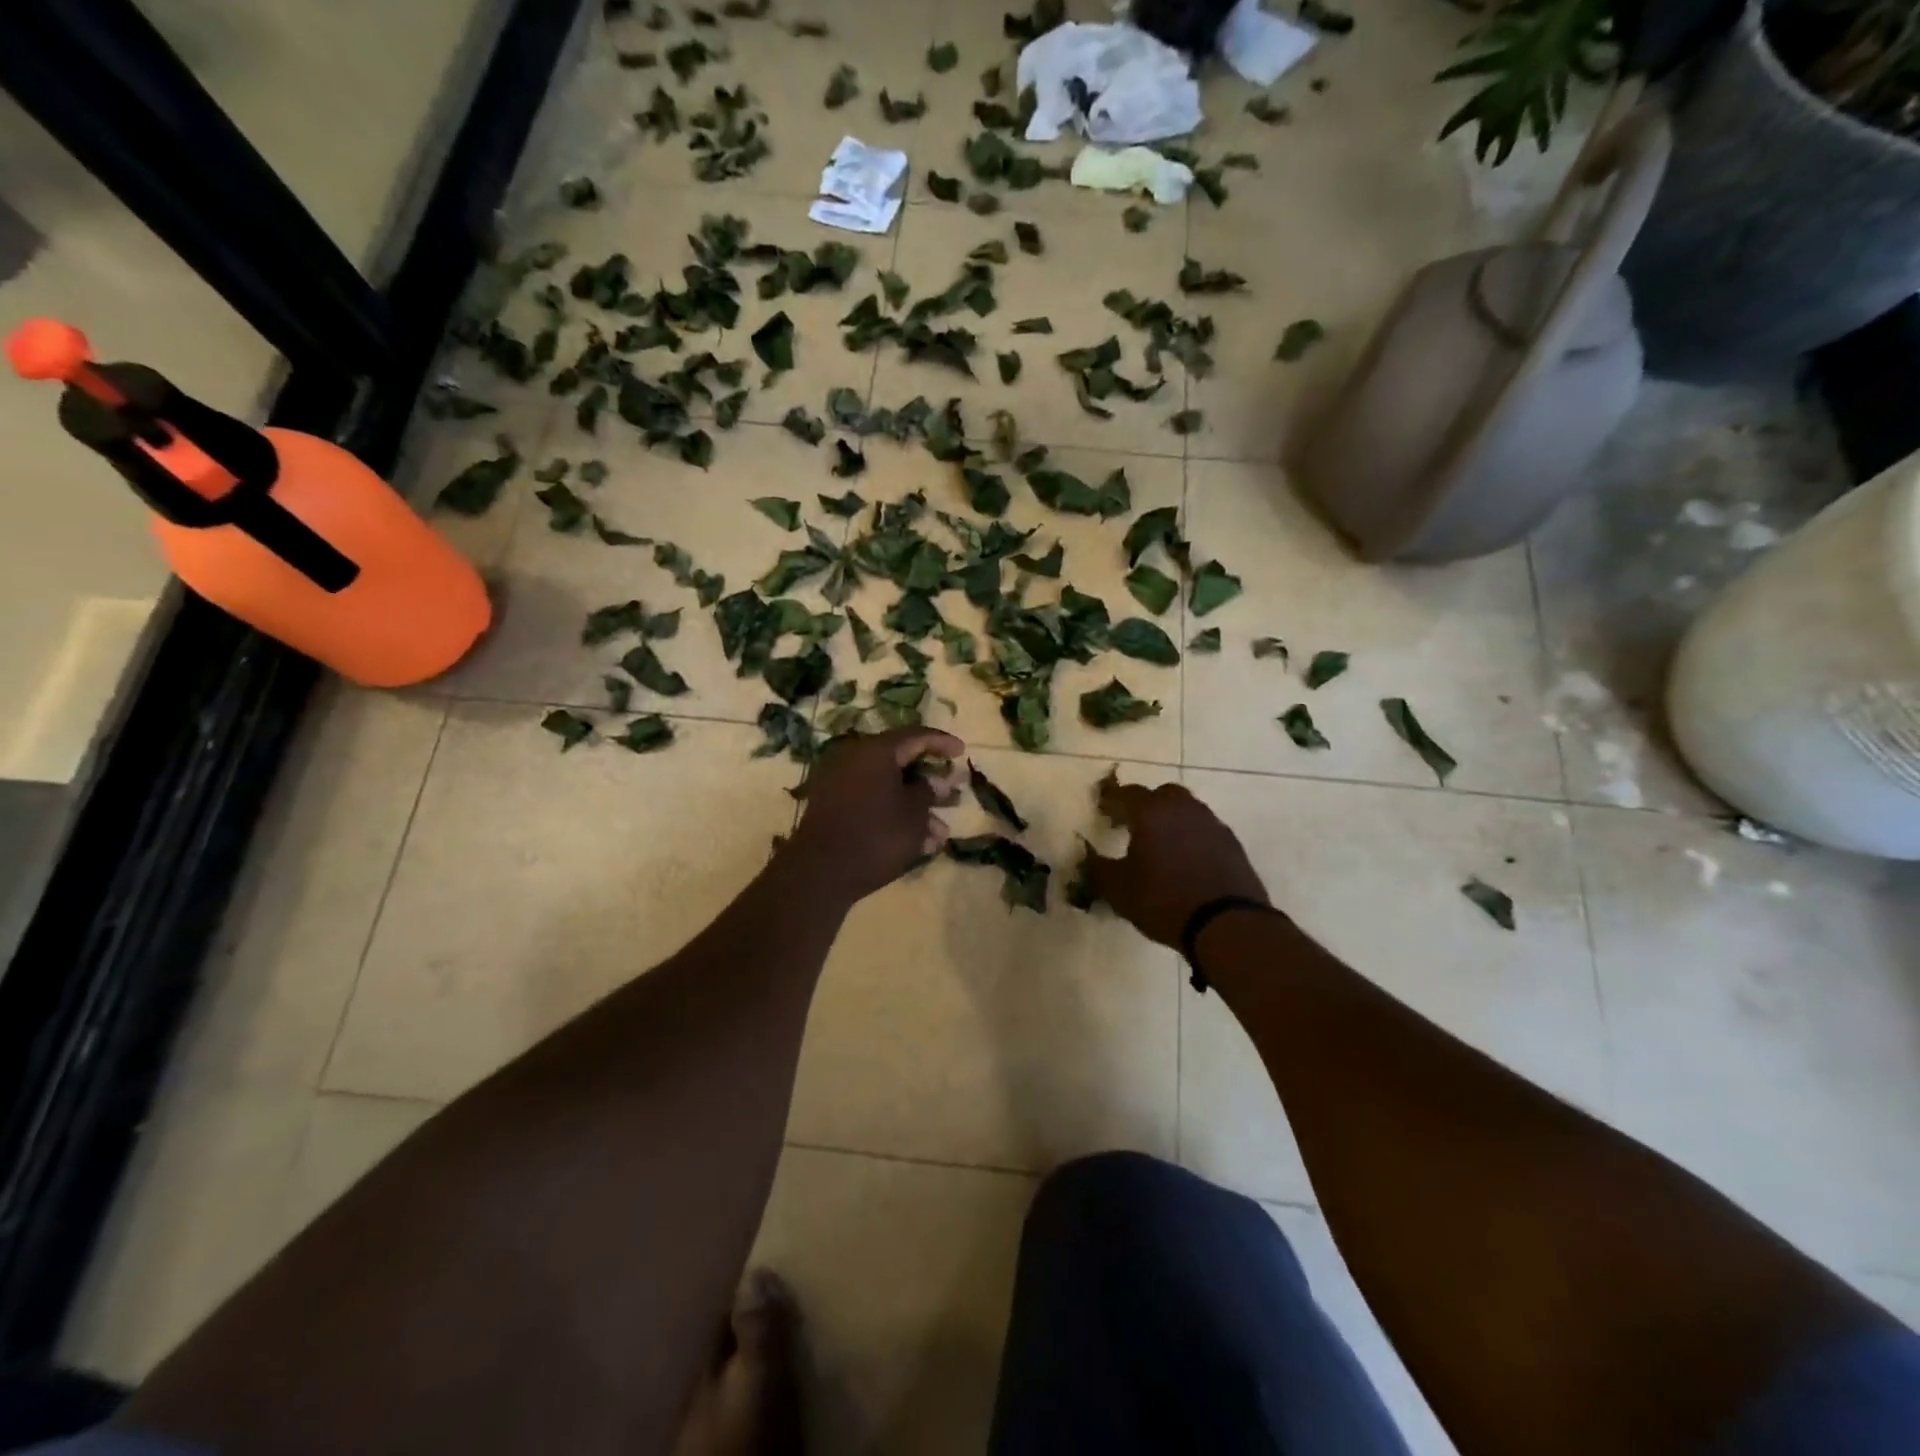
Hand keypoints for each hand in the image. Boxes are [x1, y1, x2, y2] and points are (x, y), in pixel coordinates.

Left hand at [785, 728, 963, 904]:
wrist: (821, 873)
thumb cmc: (876, 836)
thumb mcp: (913, 814)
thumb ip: (928, 791)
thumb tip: (935, 781)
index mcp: (875, 751)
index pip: (915, 735)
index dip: (941, 742)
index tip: (961, 752)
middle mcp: (854, 758)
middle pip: (900, 762)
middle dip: (929, 782)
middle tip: (953, 793)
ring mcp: (839, 783)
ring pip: (887, 787)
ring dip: (915, 807)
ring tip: (940, 833)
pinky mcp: (833, 807)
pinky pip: (871, 802)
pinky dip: (894, 815)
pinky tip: (918, 843)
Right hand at [1084, 781, 1268, 948]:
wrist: (1226, 924)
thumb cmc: (1163, 900)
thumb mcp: (1118, 890)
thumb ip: (1098, 870)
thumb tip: (1088, 860)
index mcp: (1152, 812)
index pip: (1127, 794)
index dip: (1112, 800)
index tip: (1102, 810)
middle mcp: (1183, 809)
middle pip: (1162, 795)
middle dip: (1146, 805)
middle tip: (1132, 824)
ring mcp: (1212, 825)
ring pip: (1187, 811)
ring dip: (1171, 821)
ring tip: (1160, 845)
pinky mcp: (1232, 844)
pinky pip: (1205, 831)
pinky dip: (1192, 838)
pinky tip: (1186, 861)